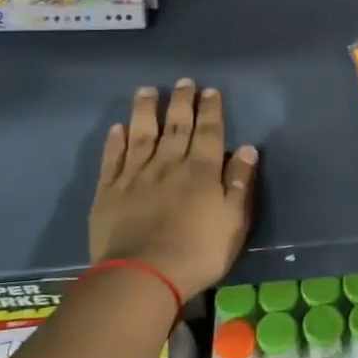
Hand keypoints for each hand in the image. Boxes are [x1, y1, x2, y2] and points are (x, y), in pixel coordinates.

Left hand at [89, 80, 259, 297]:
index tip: (210, 91)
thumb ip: (240, 183)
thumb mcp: (234, 220)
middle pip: (176, 127)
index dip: (210, 110)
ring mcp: (136, 176)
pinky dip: (115, 142)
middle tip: (183, 82)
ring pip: (141, 134)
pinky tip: (117, 129)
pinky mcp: (109, 191)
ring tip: (146, 90)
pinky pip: (113, 159)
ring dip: (145, 111)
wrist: (142, 275)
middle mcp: (169, 164)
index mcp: (202, 171)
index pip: (209, 132)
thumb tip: (247, 149)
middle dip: (181, 102)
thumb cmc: (198, 252)